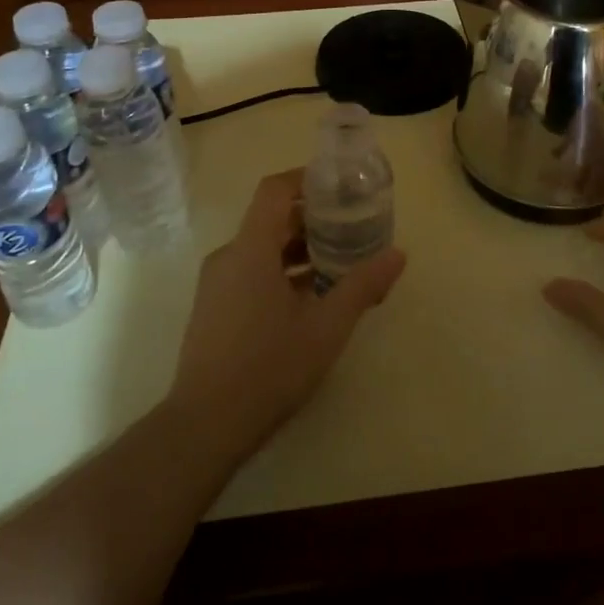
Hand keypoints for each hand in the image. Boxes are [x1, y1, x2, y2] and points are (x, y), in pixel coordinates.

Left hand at [170, 169, 405, 450]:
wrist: (205, 426)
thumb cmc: (269, 367)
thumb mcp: (326, 327)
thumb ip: (362, 286)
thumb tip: (398, 254)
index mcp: (251, 249)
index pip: (275, 189)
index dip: (306, 178)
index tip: (339, 185)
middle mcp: (228, 257)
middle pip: (271, 219)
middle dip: (312, 219)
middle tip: (351, 228)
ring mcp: (216, 285)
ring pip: (261, 249)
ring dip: (299, 250)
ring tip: (338, 265)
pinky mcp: (213, 309)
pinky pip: (250, 273)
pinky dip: (281, 273)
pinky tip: (310, 300)